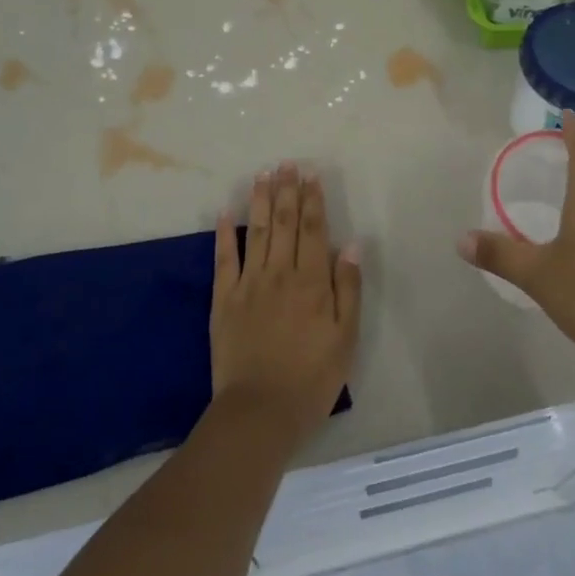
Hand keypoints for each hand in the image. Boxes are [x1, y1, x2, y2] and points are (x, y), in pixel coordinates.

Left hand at [210, 162, 362, 452]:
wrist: (260, 412)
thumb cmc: (311, 379)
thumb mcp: (346, 338)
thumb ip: (348, 289)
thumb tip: (351, 244)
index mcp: (312, 282)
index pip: (313, 229)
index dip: (313, 199)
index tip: (310, 173)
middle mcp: (280, 273)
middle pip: (284, 222)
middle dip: (286, 190)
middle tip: (286, 163)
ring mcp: (249, 284)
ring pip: (256, 231)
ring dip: (259, 200)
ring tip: (262, 174)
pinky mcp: (223, 299)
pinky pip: (224, 259)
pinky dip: (224, 233)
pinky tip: (224, 211)